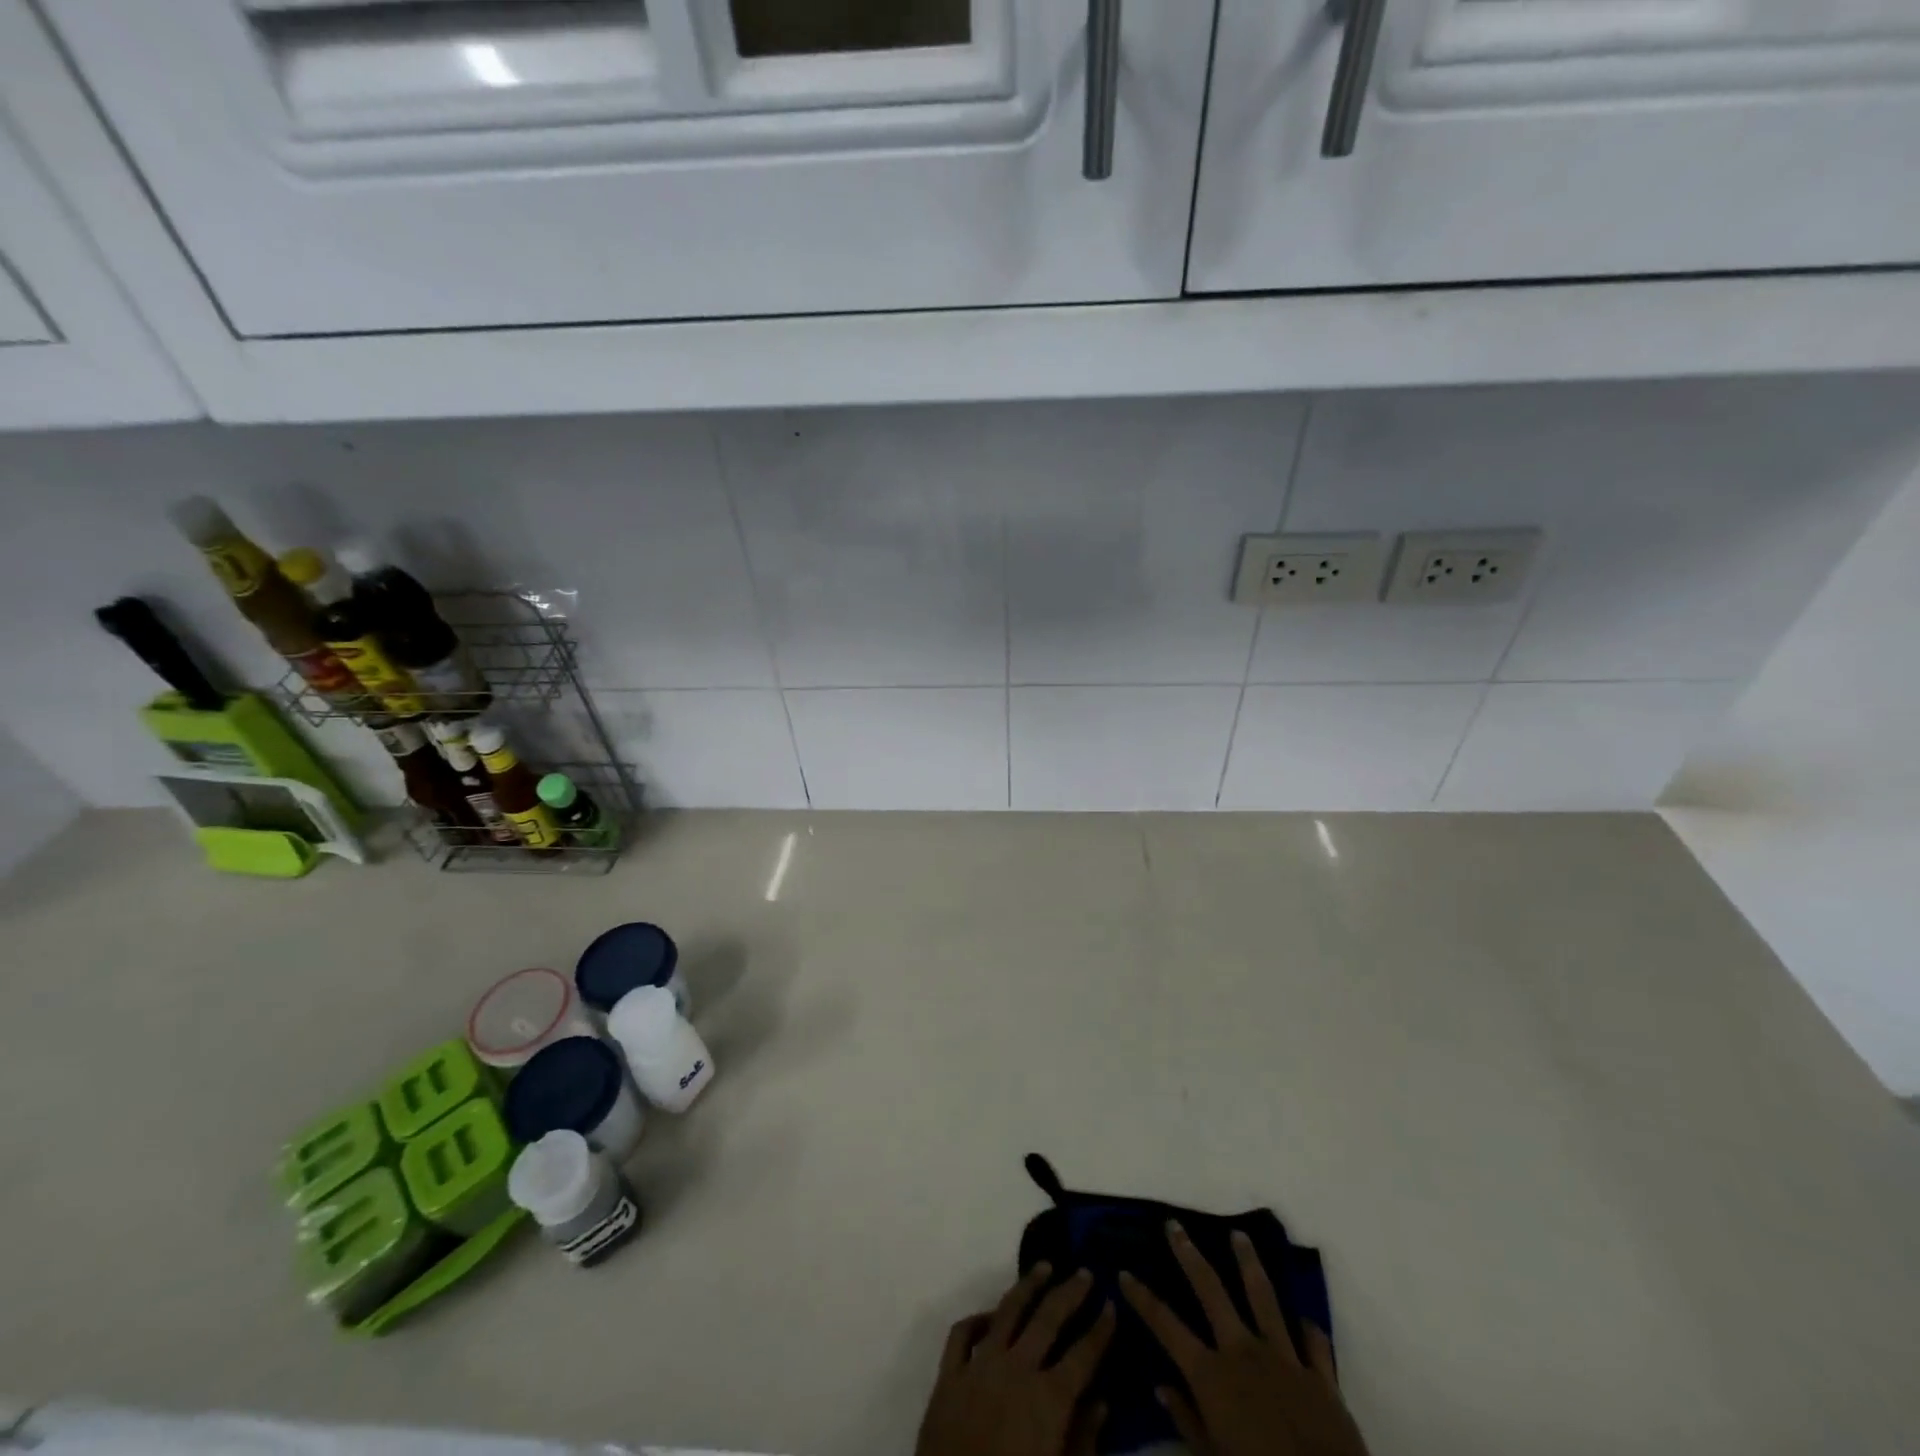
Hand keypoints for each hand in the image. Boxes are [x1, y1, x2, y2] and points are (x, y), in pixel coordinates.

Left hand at [916, 1263, 1117, 1455]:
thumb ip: (1084, 1441)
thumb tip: (1102, 1402)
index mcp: (1048, 1400)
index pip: (1083, 1355)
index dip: (1100, 1329)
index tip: (1111, 1304)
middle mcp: (1016, 1370)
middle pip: (1047, 1319)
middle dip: (1069, 1292)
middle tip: (1085, 1271)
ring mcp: (979, 1367)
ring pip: (1007, 1311)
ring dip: (1028, 1285)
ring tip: (1043, 1267)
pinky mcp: (949, 1376)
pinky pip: (962, 1334)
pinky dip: (977, 1319)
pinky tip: (990, 1315)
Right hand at [1120, 1224, 1367, 1455]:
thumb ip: (1187, 1420)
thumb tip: (1161, 1387)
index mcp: (1212, 1374)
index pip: (1166, 1326)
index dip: (1142, 1298)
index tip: (1124, 1273)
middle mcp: (1242, 1351)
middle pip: (1211, 1290)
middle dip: (1189, 1255)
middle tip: (1174, 1224)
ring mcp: (1283, 1358)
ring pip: (1263, 1297)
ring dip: (1249, 1263)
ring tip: (1240, 1235)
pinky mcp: (1320, 1375)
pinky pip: (1313, 1343)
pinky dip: (1307, 1329)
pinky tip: (1303, 1318)